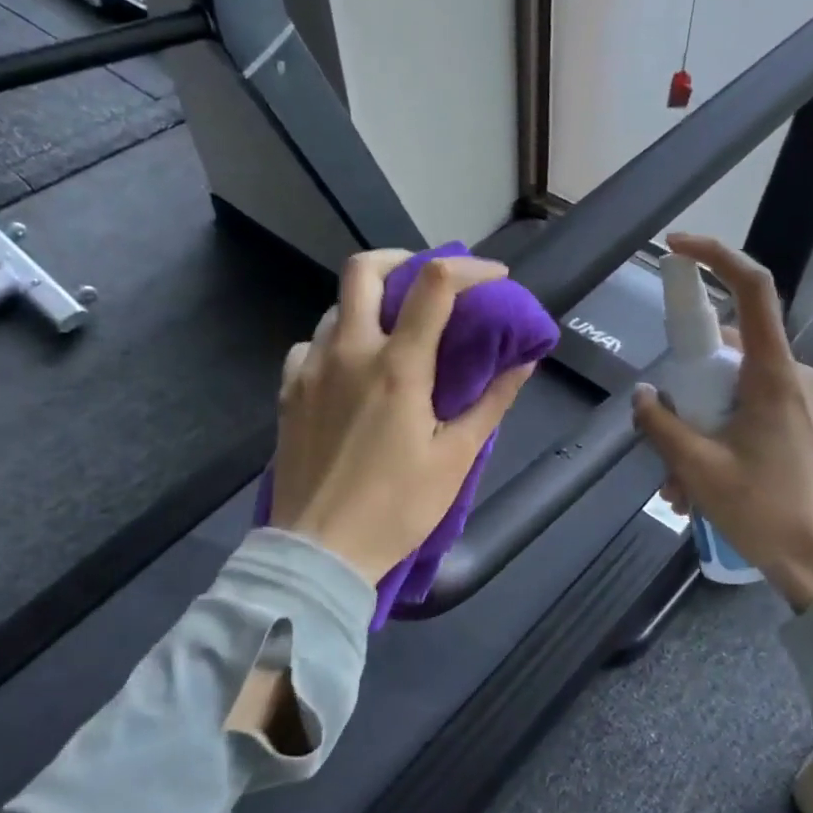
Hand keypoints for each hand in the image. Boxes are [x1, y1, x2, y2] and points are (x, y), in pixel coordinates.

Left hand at [271, 250, 536, 584]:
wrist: (319, 552)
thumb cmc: (397, 508)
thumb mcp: (456, 458)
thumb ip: (492, 402)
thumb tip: (524, 360)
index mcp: (397, 367)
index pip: (435, 285)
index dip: (470, 268)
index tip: (493, 279)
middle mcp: (348, 353)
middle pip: (363, 269)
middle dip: (401, 260)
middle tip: (428, 284)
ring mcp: (310, 369)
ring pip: (335, 308)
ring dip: (370, 306)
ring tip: (394, 334)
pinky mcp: (288, 392)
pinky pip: (310, 345)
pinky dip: (336, 342)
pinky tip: (351, 371)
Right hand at [631, 233, 812, 611]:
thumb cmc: (764, 511)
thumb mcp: (697, 467)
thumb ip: (661, 423)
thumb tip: (645, 395)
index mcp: (773, 375)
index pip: (751, 289)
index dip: (715, 256)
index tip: (675, 248)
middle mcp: (792, 376)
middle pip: (725, 350)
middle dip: (685, 388)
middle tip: (660, 436)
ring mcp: (799, 401)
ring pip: (731, 390)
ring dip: (696, 427)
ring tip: (678, 486)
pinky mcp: (799, 424)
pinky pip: (746, 412)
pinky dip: (716, 438)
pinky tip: (698, 488)